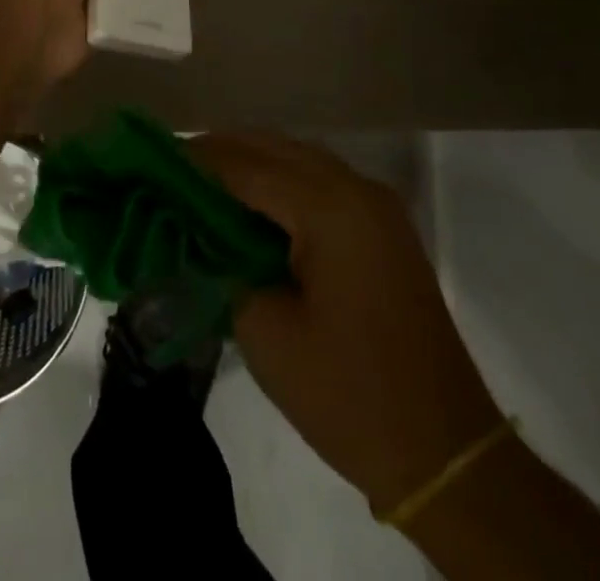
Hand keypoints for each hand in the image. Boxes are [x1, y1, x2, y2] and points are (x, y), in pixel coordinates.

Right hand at [188, 133, 502, 515]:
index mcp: (328, 208)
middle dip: (221, 152)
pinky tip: (250, 204)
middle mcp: (355, 188)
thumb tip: (194, 234)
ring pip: (298, 157)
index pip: (246, 164)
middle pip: (274, 146)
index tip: (153, 159)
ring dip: (251, 162)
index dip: (196, 160)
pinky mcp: (382, 226)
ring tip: (202, 182)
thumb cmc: (348, 395)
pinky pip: (320, 181)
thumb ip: (223, 266)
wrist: (446, 453)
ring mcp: (375, 204)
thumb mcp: (265, 332)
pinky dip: (280, 181)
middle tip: (171, 168)